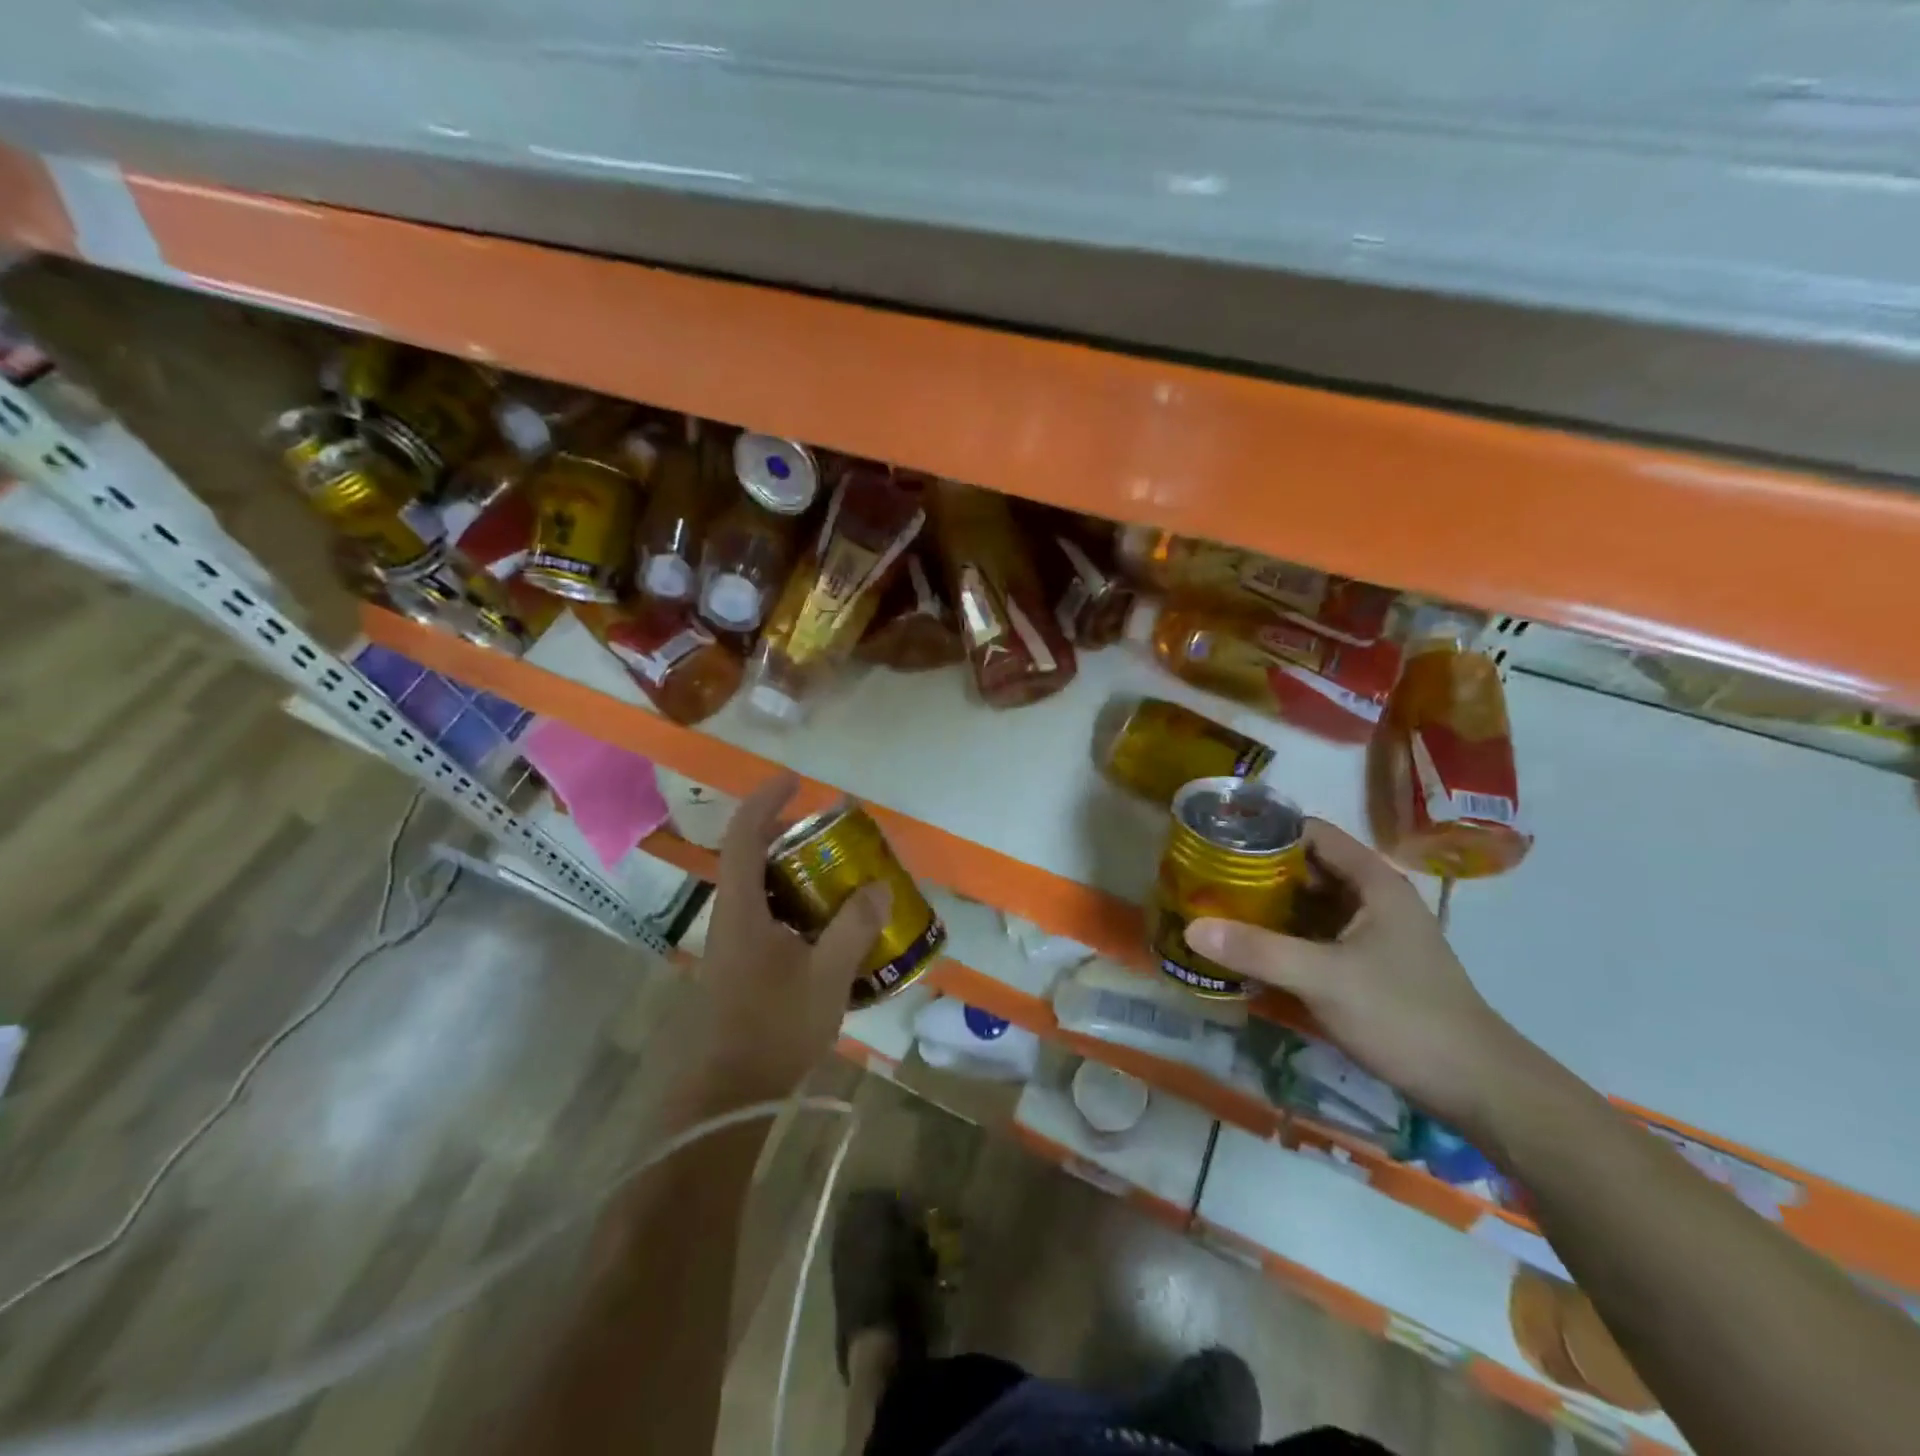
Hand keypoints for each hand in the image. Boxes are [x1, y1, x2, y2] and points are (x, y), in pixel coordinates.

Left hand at [677, 772, 889, 1108]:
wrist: (729, 1096)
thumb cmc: (773, 1028)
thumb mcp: (826, 975)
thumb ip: (854, 927)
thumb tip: (878, 886)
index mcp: (742, 909)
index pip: (743, 835)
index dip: (766, 801)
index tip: (797, 781)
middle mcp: (732, 917)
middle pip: (751, 856)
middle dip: (789, 834)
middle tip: (833, 832)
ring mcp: (735, 943)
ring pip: (762, 888)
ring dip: (796, 871)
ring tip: (841, 873)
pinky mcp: (743, 966)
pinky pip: (770, 917)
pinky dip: (798, 905)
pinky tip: (832, 927)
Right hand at [1184, 819, 1529, 1133]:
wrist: (1477, 1087)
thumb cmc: (1404, 1015)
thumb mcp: (1324, 978)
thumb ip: (1258, 950)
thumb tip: (1192, 928)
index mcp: (1373, 882)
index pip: (1311, 833)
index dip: (1266, 831)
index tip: (1218, 841)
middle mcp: (1373, 899)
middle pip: (1306, 868)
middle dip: (1258, 872)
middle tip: (1205, 879)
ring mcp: (1372, 934)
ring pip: (1309, 905)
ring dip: (1268, 907)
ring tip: (1215, 909)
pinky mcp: (1367, 966)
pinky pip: (1315, 937)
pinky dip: (1283, 937)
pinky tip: (1249, 950)